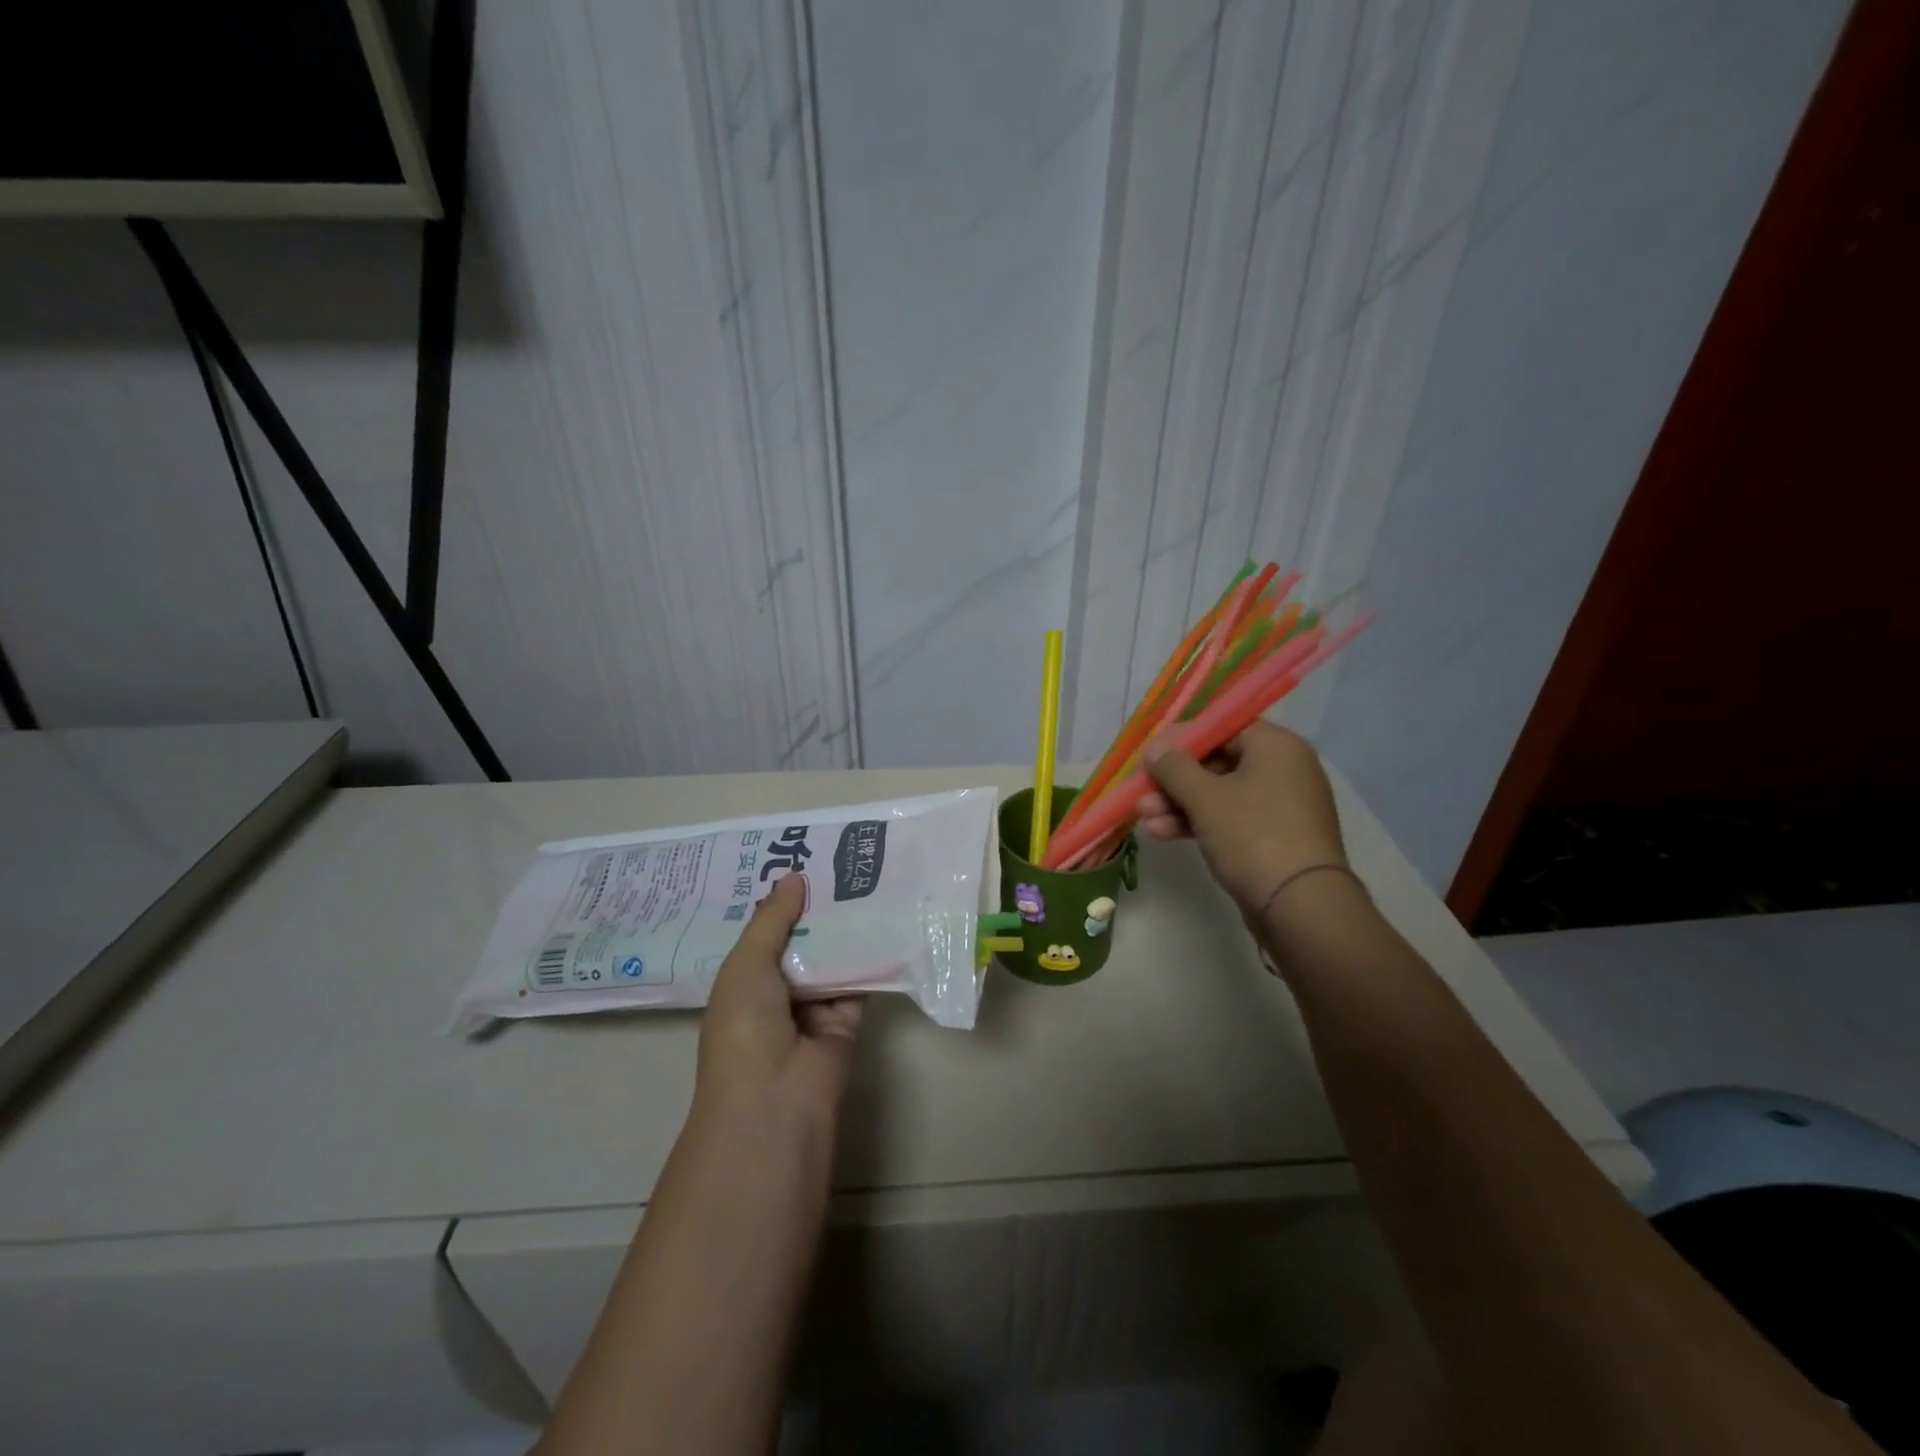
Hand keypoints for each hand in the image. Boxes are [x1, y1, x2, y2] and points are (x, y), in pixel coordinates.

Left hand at [696, 873, 863, 1126]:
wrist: (776, 1099)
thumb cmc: (745, 1027)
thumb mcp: (746, 965)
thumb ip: (772, 920)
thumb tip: (794, 876)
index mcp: (744, 980)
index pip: (763, 932)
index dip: (778, 900)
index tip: (798, 858)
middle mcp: (778, 990)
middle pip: (801, 939)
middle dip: (815, 906)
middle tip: (838, 857)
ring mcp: (814, 1005)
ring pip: (832, 955)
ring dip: (844, 924)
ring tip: (864, 874)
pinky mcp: (848, 1017)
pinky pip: (860, 977)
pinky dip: (871, 952)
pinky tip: (885, 913)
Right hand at [1137, 719, 1347, 914]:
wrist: (1300, 906)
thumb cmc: (1252, 835)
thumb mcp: (1205, 797)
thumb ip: (1174, 767)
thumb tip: (1155, 749)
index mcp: (1276, 746)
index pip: (1224, 726)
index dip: (1183, 737)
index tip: (1152, 753)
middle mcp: (1283, 769)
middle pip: (1218, 762)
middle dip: (1174, 779)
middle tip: (1141, 790)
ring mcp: (1280, 806)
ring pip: (1219, 794)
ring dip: (1178, 804)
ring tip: (1143, 817)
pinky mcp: (1273, 838)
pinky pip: (1230, 819)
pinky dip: (1198, 822)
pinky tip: (1162, 833)